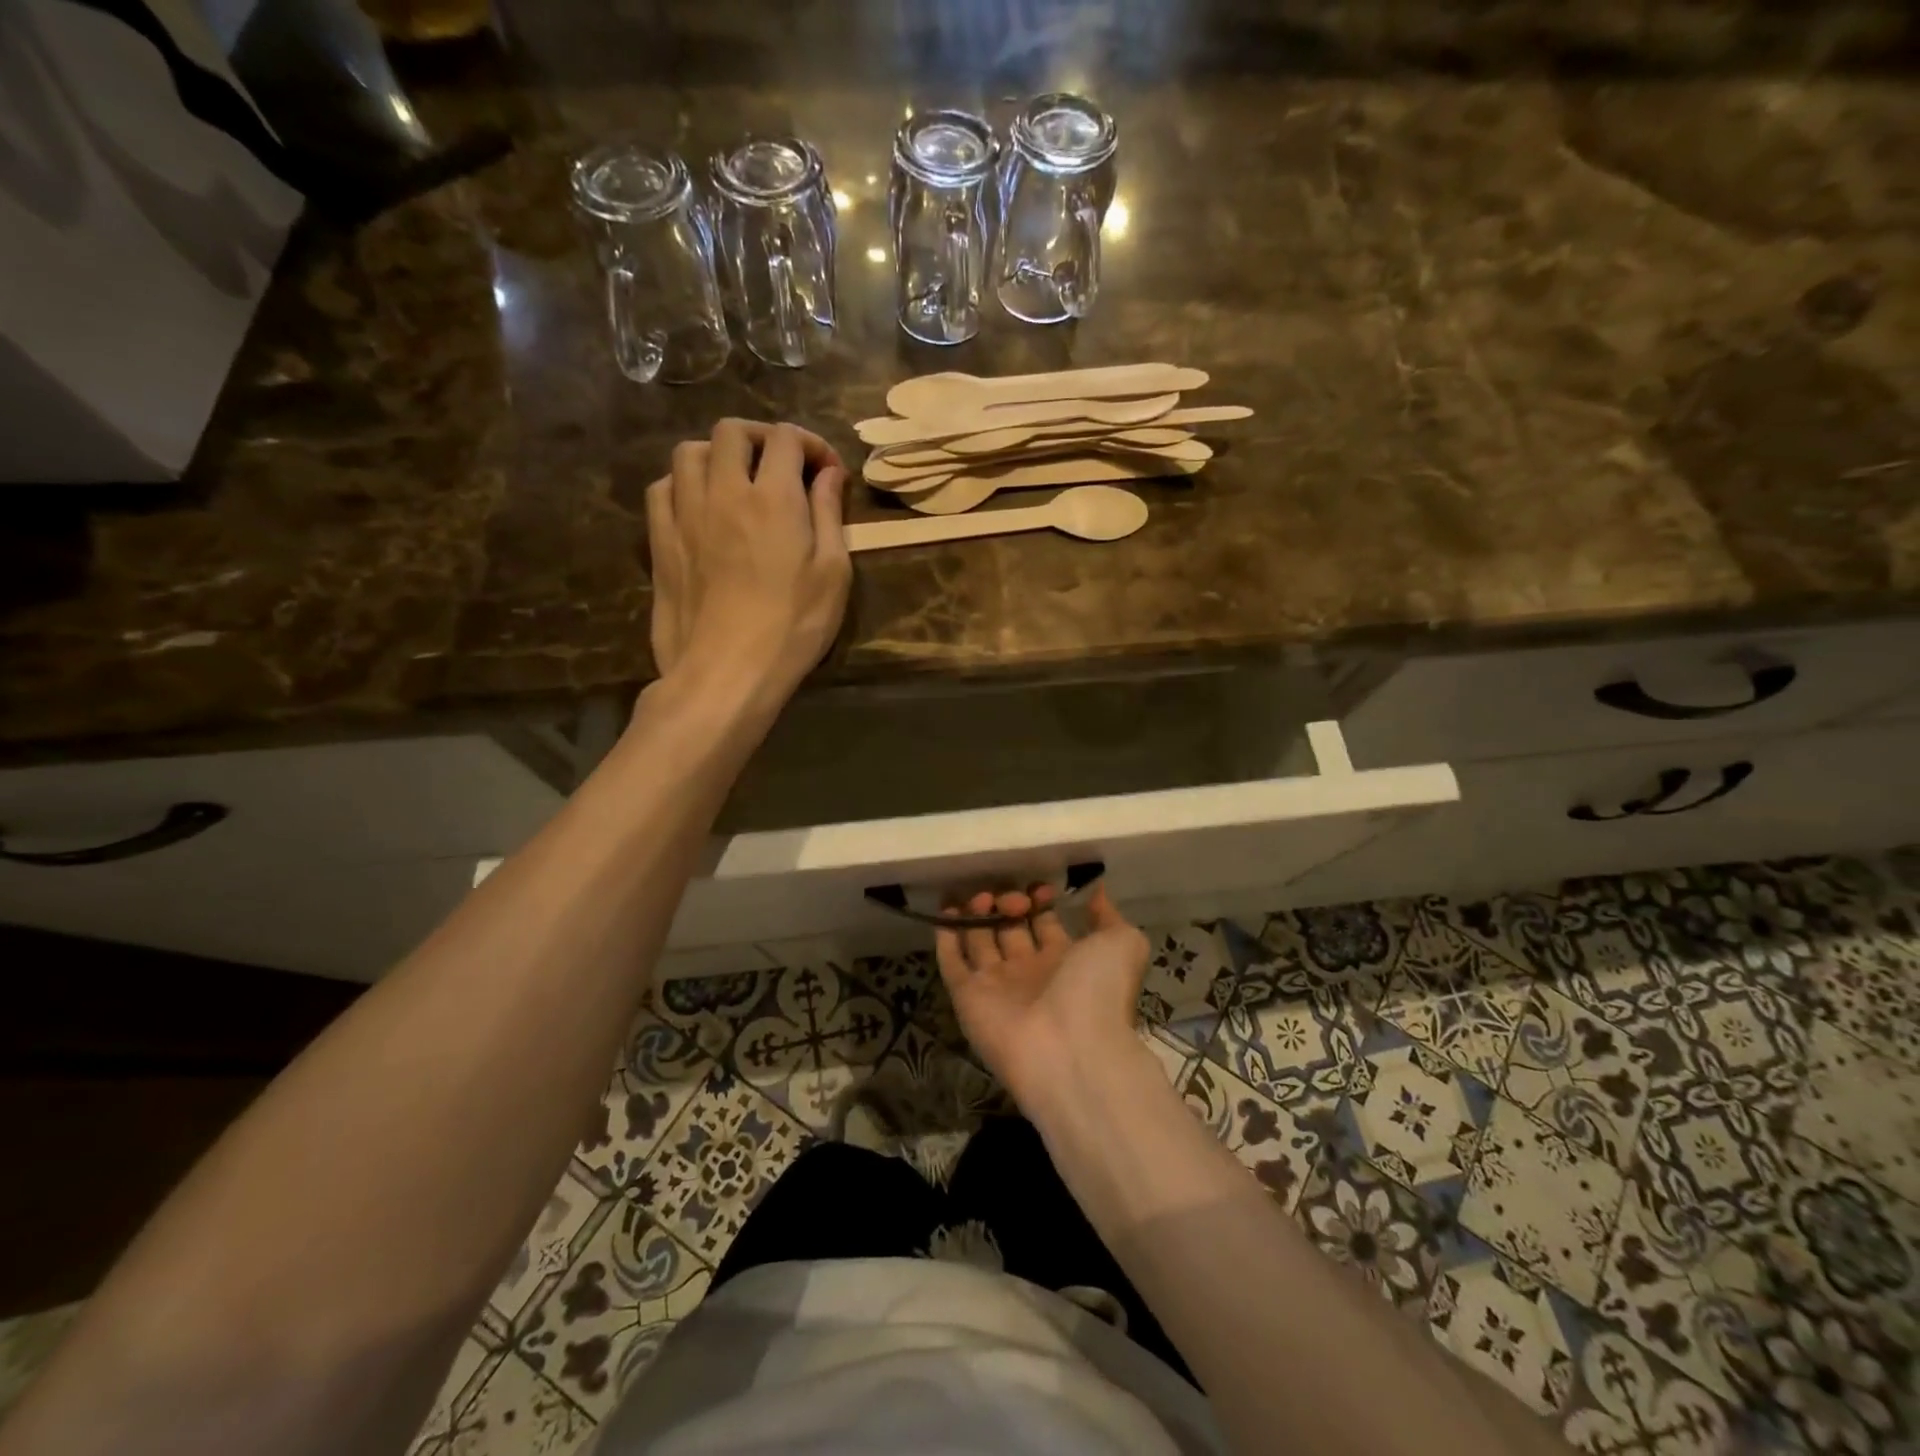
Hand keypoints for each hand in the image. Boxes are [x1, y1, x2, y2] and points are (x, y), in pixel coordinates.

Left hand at [645, 418, 849, 707]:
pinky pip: (662, 488)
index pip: (785, 438)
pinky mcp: (660, 541)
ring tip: (737, 481)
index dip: (810, 444)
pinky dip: (683, 483)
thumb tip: (828, 474)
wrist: (727, 671)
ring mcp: (684, 514)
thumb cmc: (793, 627)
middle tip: (782, 467)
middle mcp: (723, 491)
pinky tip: (700, 507)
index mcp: (773, 497)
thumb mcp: (833, 574)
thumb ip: (829, 515)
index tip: (828, 472)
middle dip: (761, 438)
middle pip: (731, 431)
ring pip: (689, 452)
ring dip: (717, 454)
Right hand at [934, 884, 1151, 1114]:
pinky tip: (946, 909)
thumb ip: (1109, 916)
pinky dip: (946, 936)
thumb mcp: (1122, 943)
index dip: (1039, 900)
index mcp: (1065, 961)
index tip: (1039, 887)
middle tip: (1011, 898)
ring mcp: (996, 985)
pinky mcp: (967, 997)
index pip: (1044, 922)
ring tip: (979, 895)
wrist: (1069, 1049)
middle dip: (1007, 903)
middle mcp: (1028, 972)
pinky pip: (952, 962)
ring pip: (978, 940)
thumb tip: (1098, 892)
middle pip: (1009, 928)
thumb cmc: (1097, 990)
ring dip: (975, 913)